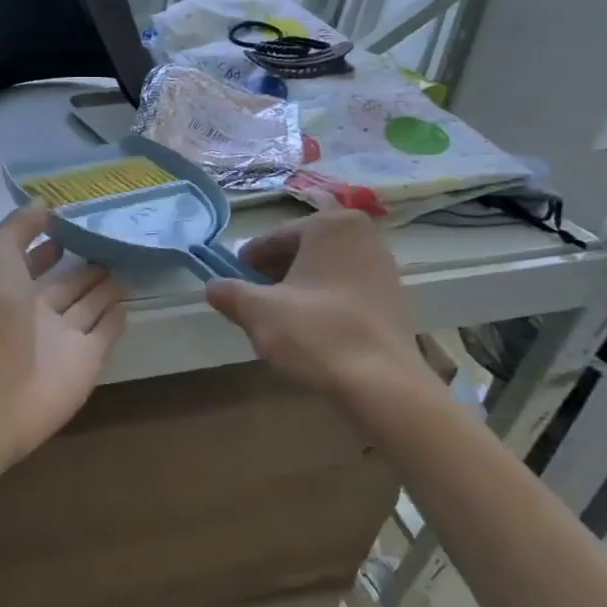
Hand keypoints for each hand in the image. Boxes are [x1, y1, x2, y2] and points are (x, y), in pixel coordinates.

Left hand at [0, 204, 125, 459]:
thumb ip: (19, 227)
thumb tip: (45, 203)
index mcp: (8, 287)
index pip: (32, 262)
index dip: (48, 245)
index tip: (74, 224)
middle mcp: (35, 313)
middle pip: (66, 285)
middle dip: (85, 266)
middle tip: (113, 243)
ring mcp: (62, 339)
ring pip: (88, 307)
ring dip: (104, 289)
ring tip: (126, 264)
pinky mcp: (88, 362)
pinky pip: (105, 334)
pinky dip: (115, 319)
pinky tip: (128, 301)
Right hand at [206, 211, 440, 400]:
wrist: (381, 382)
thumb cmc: (315, 332)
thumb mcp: (258, 311)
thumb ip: (230, 293)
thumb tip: (212, 287)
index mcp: (330, 224)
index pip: (275, 238)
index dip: (249, 262)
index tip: (233, 283)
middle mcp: (362, 234)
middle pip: (302, 251)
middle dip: (276, 274)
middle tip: (255, 303)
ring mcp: (384, 265)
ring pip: (324, 271)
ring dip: (300, 288)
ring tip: (281, 320)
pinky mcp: (394, 297)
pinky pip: (347, 290)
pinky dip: (325, 302)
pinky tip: (313, 331)